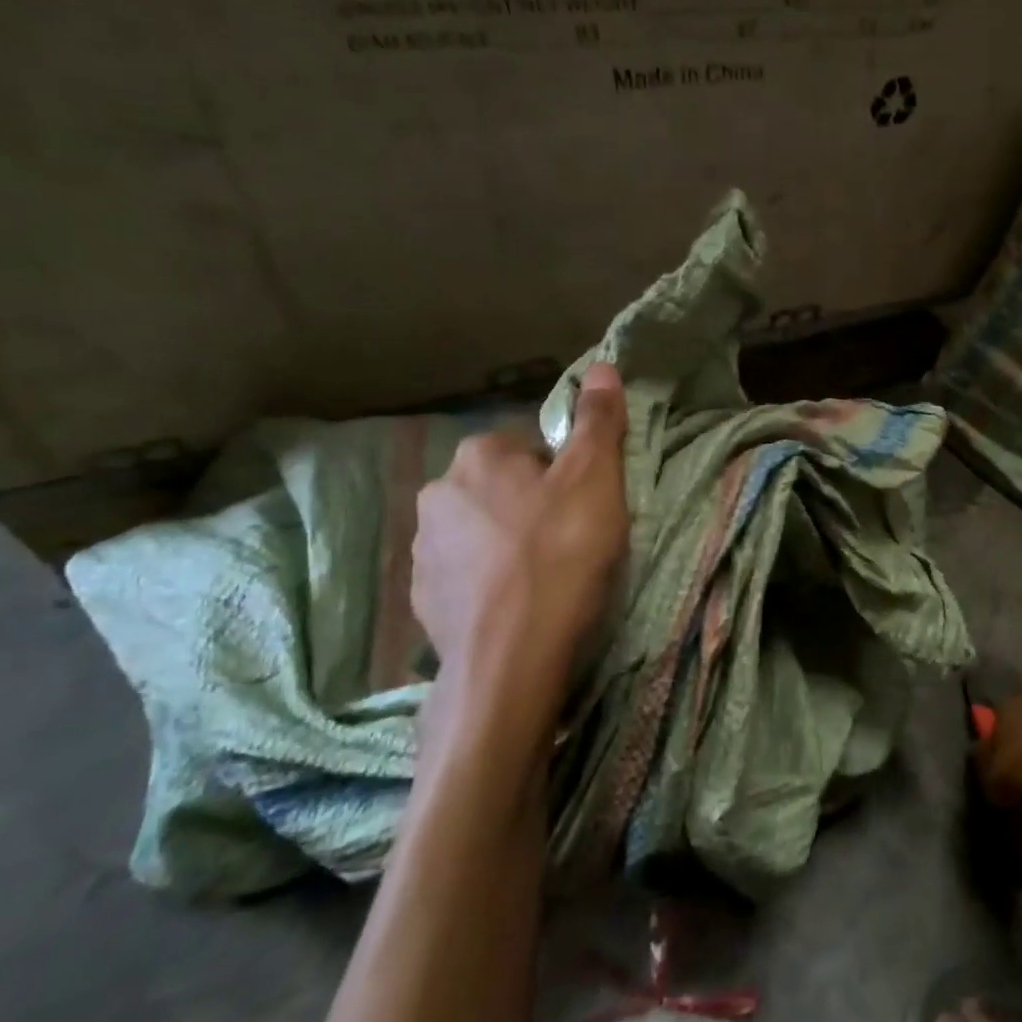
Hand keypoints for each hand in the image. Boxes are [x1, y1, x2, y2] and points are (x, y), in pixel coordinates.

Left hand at [411, 362, 629, 757]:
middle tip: (572, 541)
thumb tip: (600, 365)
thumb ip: (597, 421)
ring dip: (508, 543)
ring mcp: (423, 549)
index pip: (530, 448)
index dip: (566, 474)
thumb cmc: (560, 555)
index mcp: (479, 456)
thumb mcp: (596, 480)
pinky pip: (465, 574)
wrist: (511, 656)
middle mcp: (438, 492)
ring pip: (481, 531)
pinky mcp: (421, 598)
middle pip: (503, 487)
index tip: (587, 507)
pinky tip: (517, 604)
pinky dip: (489, 581)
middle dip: (534, 506)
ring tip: (545, 578)